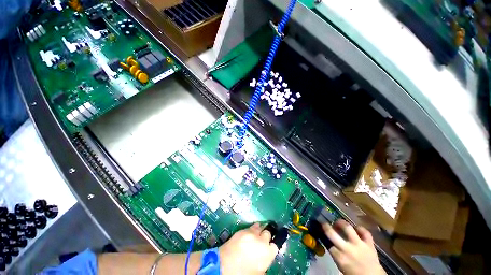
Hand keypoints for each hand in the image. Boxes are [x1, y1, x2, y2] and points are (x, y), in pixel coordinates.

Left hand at [219, 223, 278, 274]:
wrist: (225, 266)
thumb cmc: (243, 273)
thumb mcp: (258, 272)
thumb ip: (264, 265)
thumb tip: (265, 261)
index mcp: (267, 254)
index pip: (275, 245)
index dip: (272, 245)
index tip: (270, 246)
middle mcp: (261, 240)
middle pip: (268, 233)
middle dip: (266, 236)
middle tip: (263, 240)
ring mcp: (252, 234)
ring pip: (260, 227)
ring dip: (260, 230)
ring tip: (257, 234)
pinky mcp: (244, 230)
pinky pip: (251, 226)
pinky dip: (252, 229)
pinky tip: (249, 234)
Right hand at [323, 220, 385, 274]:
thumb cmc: (354, 273)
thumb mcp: (341, 266)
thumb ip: (335, 254)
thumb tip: (328, 243)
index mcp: (340, 257)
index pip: (327, 242)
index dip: (322, 235)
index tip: (319, 230)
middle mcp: (347, 249)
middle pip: (332, 234)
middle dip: (326, 226)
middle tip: (324, 223)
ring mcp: (359, 245)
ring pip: (348, 228)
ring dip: (342, 223)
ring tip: (339, 222)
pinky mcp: (369, 244)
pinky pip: (365, 232)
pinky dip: (360, 228)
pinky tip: (356, 228)